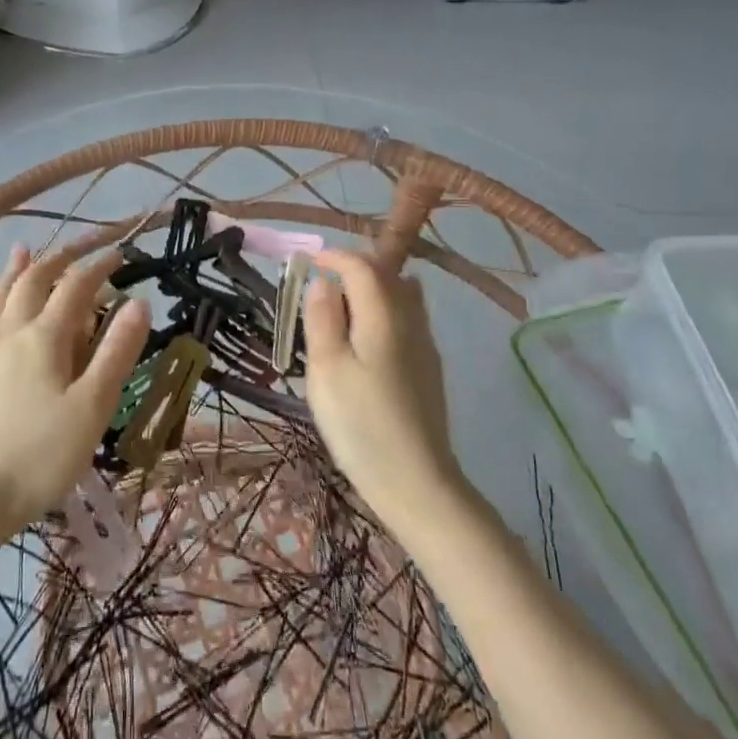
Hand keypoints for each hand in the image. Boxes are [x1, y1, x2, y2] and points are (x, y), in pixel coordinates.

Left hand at [0, 244, 149, 530]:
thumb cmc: (43, 454)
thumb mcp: (93, 406)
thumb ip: (116, 352)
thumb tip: (139, 303)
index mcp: (45, 337)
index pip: (76, 287)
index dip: (99, 267)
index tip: (121, 257)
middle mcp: (12, 330)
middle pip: (35, 280)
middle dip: (61, 262)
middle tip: (82, 253)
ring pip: (2, 293)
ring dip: (19, 268)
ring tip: (27, 248)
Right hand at [302, 249, 463, 526]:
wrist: (416, 481)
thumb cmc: (361, 424)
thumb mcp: (326, 369)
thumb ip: (322, 319)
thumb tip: (323, 282)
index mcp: (383, 316)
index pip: (363, 266)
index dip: (335, 257)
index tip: (308, 261)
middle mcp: (411, 321)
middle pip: (387, 275)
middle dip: (354, 268)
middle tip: (321, 282)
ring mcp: (425, 345)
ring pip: (402, 296)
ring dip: (372, 288)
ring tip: (341, 307)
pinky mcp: (429, 368)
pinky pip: (408, 318)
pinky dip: (384, 310)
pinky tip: (366, 338)